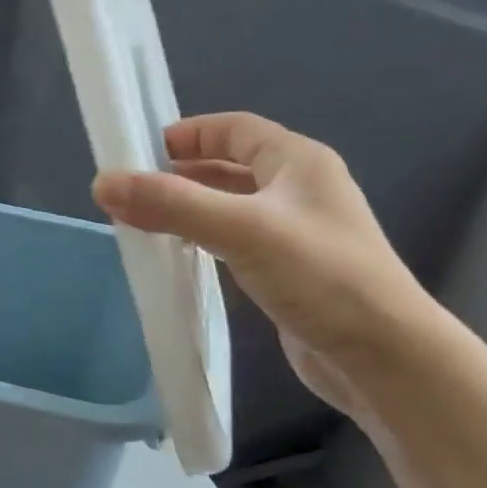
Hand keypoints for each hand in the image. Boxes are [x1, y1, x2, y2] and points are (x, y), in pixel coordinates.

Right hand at [91, 112, 437, 425]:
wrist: (385, 359)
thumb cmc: (321, 277)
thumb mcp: (241, 230)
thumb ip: (172, 204)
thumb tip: (101, 182)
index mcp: (298, 162)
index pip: (235, 128)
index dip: (189, 133)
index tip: (141, 151)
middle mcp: (300, 189)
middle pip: (230, 166)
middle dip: (181, 174)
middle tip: (133, 191)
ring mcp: (297, 232)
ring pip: (231, 205)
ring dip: (190, 208)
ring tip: (145, 222)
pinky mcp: (290, 271)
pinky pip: (236, 240)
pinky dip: (205, 239)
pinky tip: (181, 256)